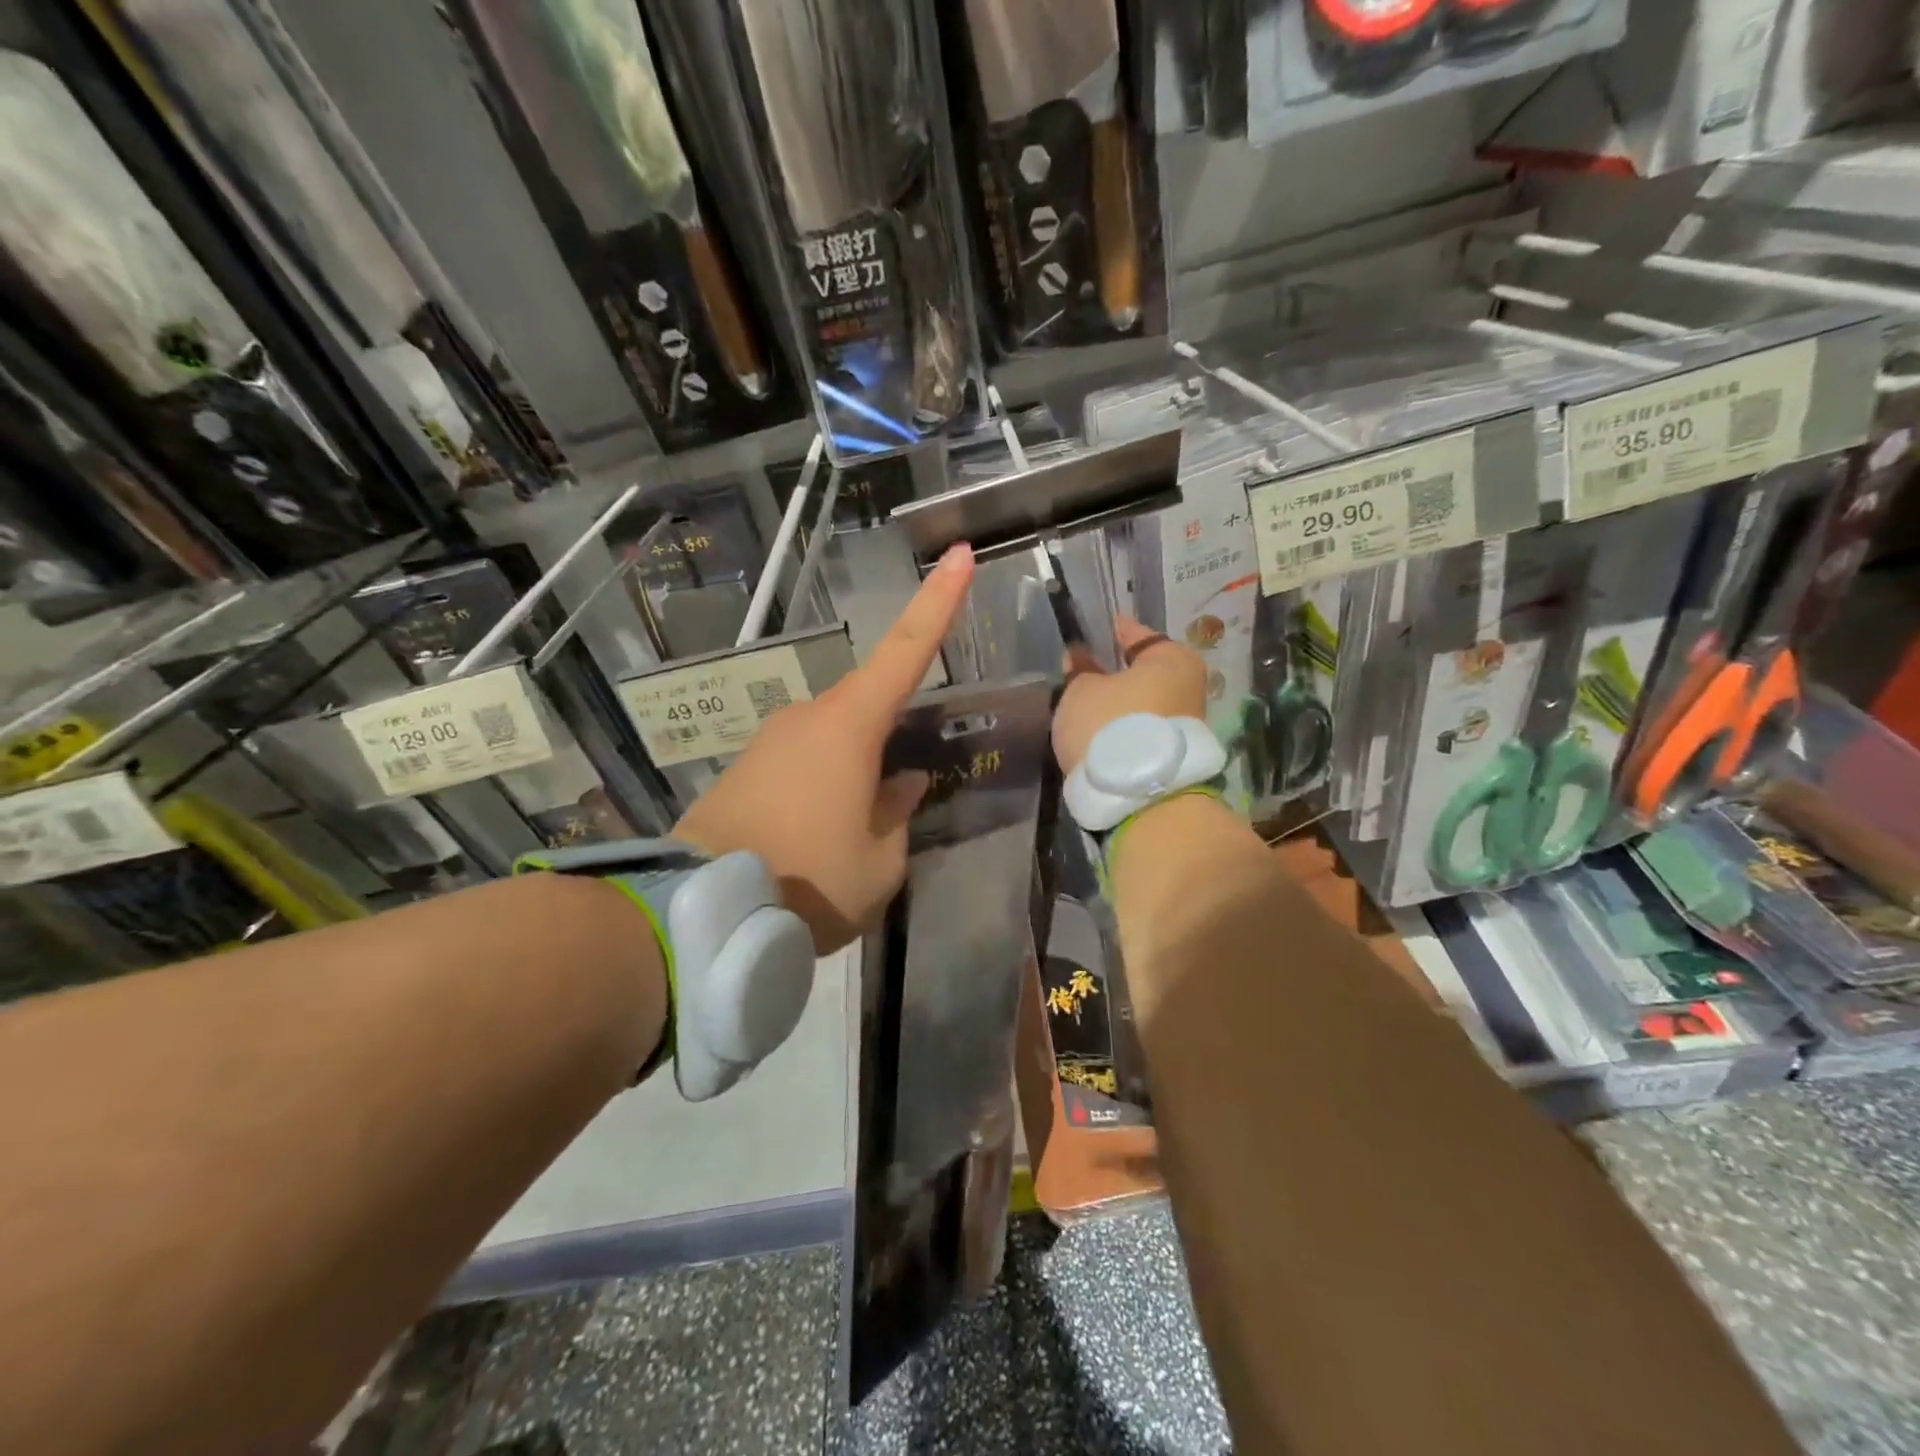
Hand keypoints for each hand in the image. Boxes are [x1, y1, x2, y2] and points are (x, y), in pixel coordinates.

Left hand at [675, 544, 974, 952]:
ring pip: (835, 740)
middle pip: (869, 705)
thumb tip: (900, 782)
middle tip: (898, 800)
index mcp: (851, 725)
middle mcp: (809, 716)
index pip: (907, 649)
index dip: (939, 601)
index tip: (960, 554)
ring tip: (853, 840)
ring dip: (855, 775)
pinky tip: (818, 837)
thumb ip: (898, 813)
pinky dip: (823, 788)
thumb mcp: (879, 861)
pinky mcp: (744, 767)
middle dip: (892, 739)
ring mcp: (770, 739)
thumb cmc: (808, 879)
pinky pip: (803, 763)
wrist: (698, 910)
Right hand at [1053, 616, 1207, 775]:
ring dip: (1119, 705)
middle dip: (1114, 674)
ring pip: (1143, 704)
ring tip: (1084, 709)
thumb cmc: (1109, 725)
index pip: (1136, 634)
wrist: (1137, 797)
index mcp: (1172, 658)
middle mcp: (1189, 686)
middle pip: (1143, 673)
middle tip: (1081, 675)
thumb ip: (1080, 671)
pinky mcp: (1175, 756)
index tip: (1087, 634)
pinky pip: (1143, 731)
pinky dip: (1124, 729)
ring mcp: (1186, 724)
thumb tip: (1081, 658)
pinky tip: (1098, 733)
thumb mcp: (1080, 691)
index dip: (1108, 633)